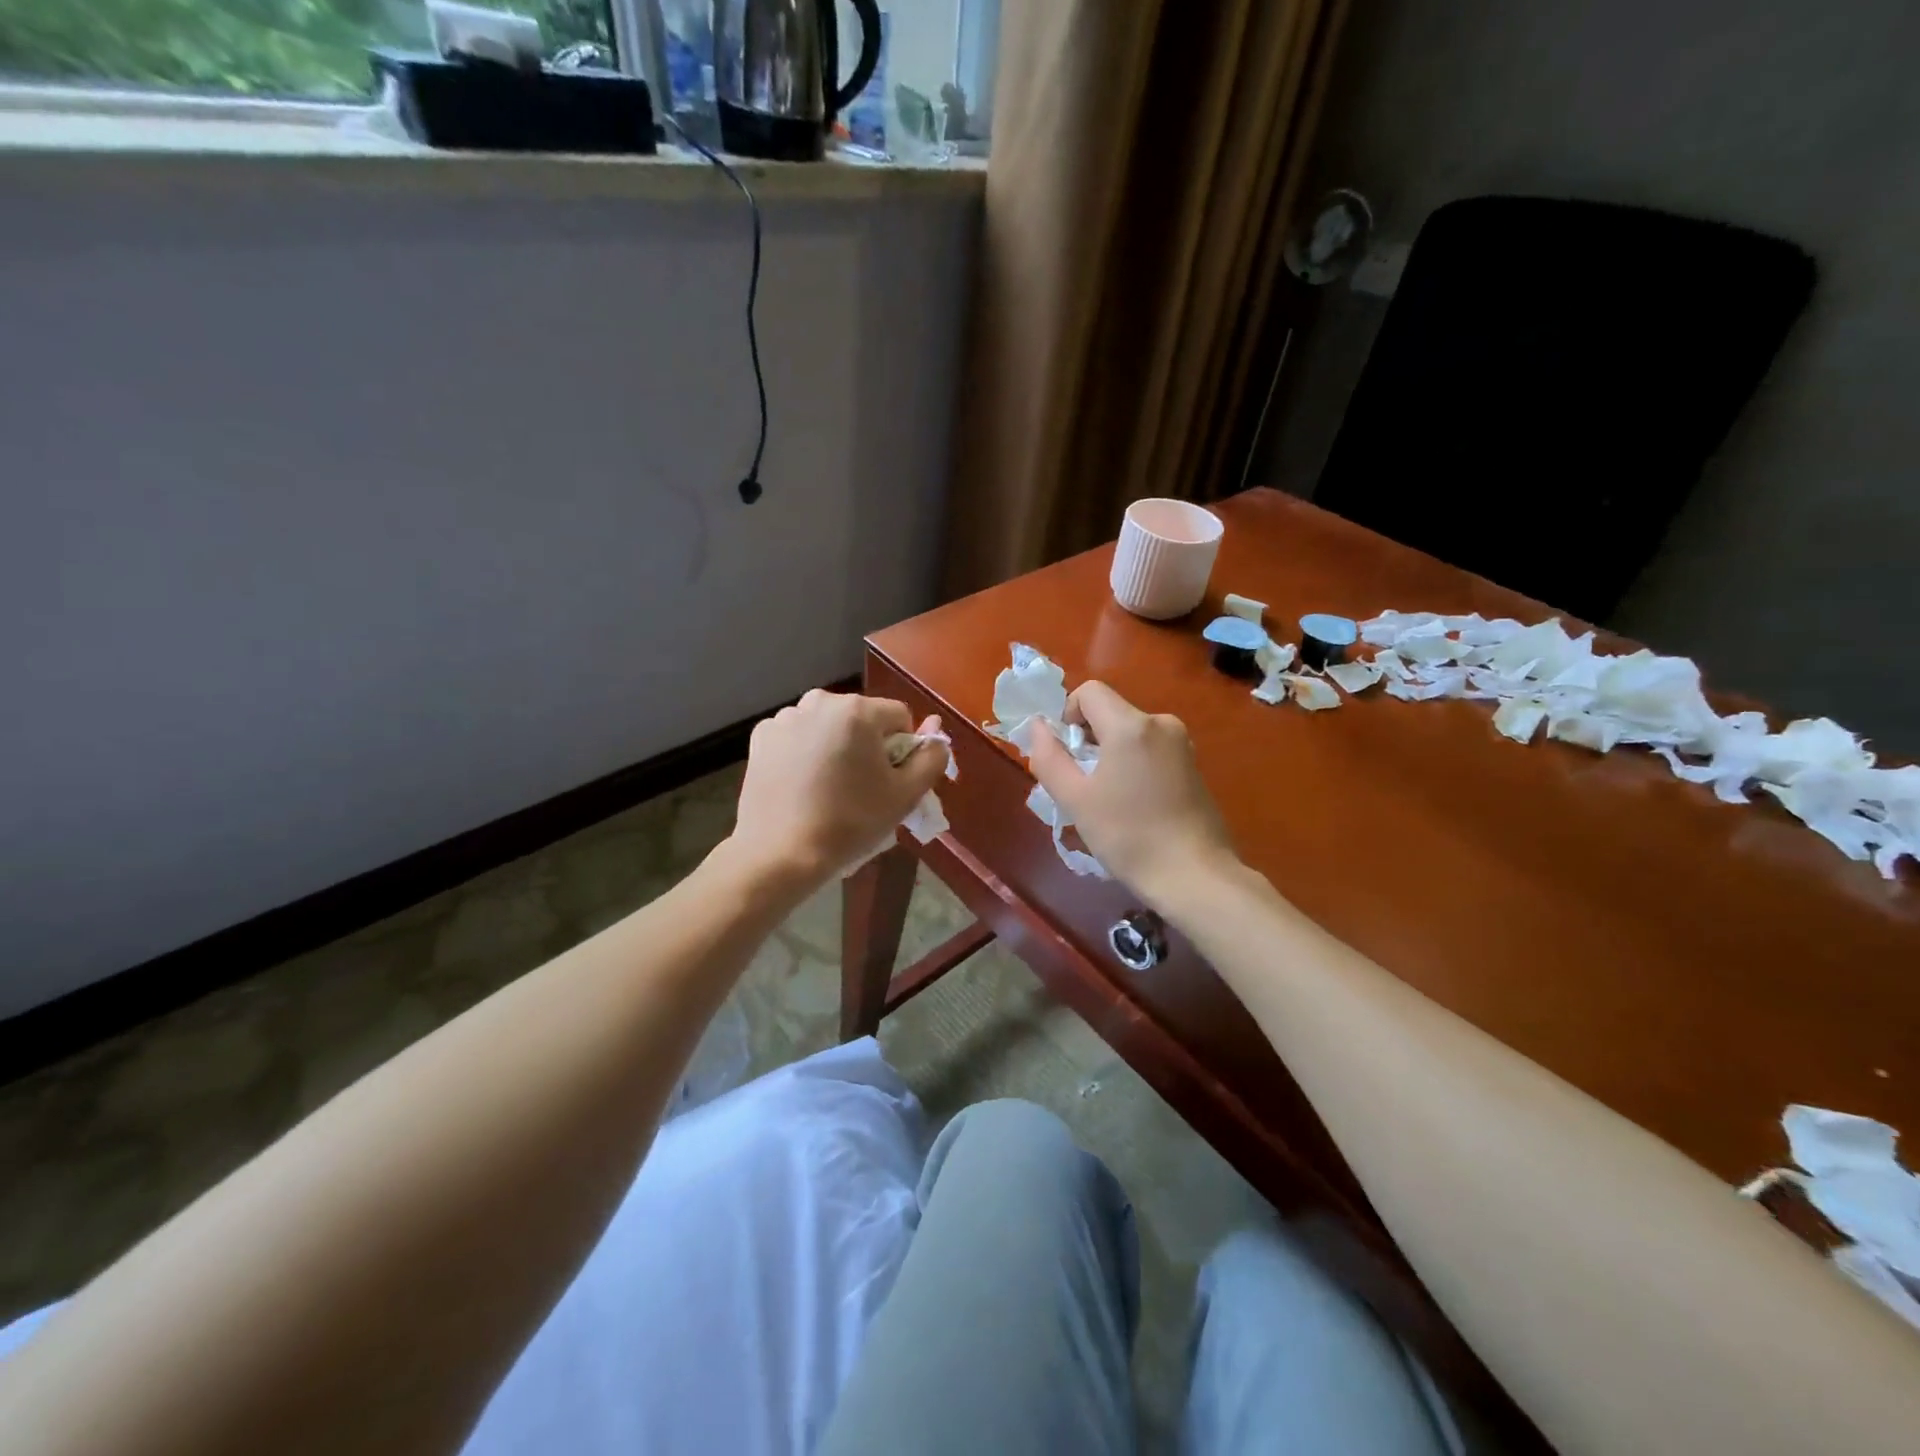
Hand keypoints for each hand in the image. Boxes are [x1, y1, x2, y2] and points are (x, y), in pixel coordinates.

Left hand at [729, 690, 949, 888]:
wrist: (781, 853)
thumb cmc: (850, 822)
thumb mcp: (906, 795)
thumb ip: (931, 757)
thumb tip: (936, 729)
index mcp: (858, 710)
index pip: (899, 717)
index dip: (902, 750)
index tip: (888, 781)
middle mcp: (820, 701)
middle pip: (861, 718)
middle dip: (867, 745)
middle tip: (859, 787)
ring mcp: (786, 717)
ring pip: (828, 725)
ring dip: (834, 745)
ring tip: (827, 787)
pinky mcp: (761, 736)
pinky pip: (797, 736)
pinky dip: (803, 751)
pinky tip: (800, 784)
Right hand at [1026, 681, 1237, 903]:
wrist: (1194, 875)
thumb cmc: (1128, 836)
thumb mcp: (1075, 799)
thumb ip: (1049, 757)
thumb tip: (1039, 726)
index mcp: (1131, 725)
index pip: (1089, 691)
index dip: (1068, 715)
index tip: (1066, 755)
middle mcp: (1160, 723)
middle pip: (1110, 712)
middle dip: (1088, 740)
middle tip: (1082, 785)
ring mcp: (1182, 744)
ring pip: (1130, 733)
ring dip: (1110, 755)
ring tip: (1108, 800)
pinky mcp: (1193, 765)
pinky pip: (1150, 750)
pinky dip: (1133, 765)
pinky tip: (1135, 806)